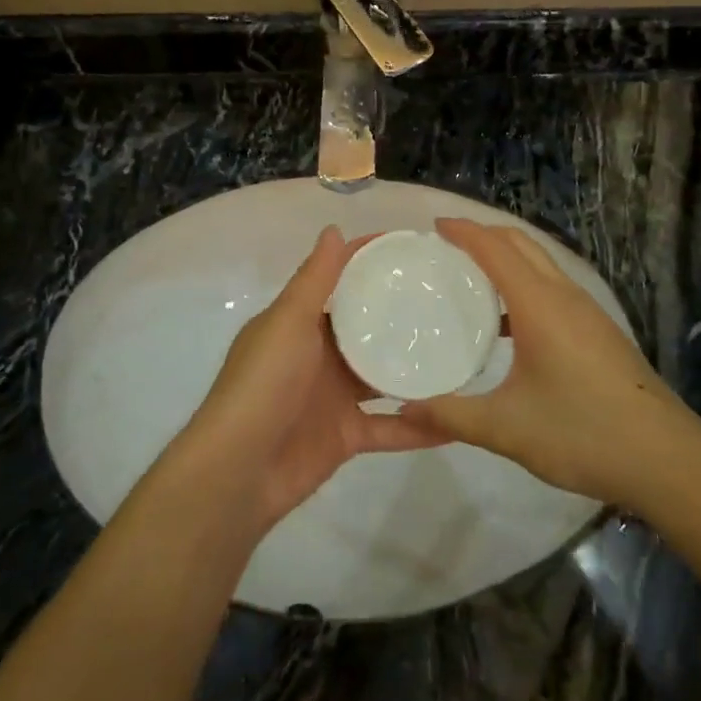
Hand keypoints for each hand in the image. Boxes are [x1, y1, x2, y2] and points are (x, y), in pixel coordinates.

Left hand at [183, 227, 437, 528]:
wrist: (238, 472)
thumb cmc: (263, 384)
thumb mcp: (288, 321)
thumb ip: (314, 279)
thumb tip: (335, 228)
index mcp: (300, 322)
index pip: (340, 280)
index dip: (371, 261)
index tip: (416, 249)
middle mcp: (319, 354)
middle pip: (367, 326)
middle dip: (401, 312)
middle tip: (451, 296)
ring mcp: (333, 396)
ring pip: (383, 375)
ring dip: (415, 366)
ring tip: (462, 350)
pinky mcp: (346, 436)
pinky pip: (389, 427)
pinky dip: (419, 427)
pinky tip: (457, 420)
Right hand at [407, 219, 700, 507]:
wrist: (666, 459)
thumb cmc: (582, 433)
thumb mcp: (506, 428)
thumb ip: (451, 415)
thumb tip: (404, 409)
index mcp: (540, 304)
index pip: (495, 249)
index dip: (464, 232)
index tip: (433, 228)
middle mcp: (565, 296)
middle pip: (521, 244)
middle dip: (484, 235)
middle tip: (446, 248)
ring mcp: (588, 312)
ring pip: (541, 264)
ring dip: (507, 258)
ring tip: (471, 279)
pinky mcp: (599, 331)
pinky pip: (553, 287)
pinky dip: (524, 283)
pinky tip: (509, 324)